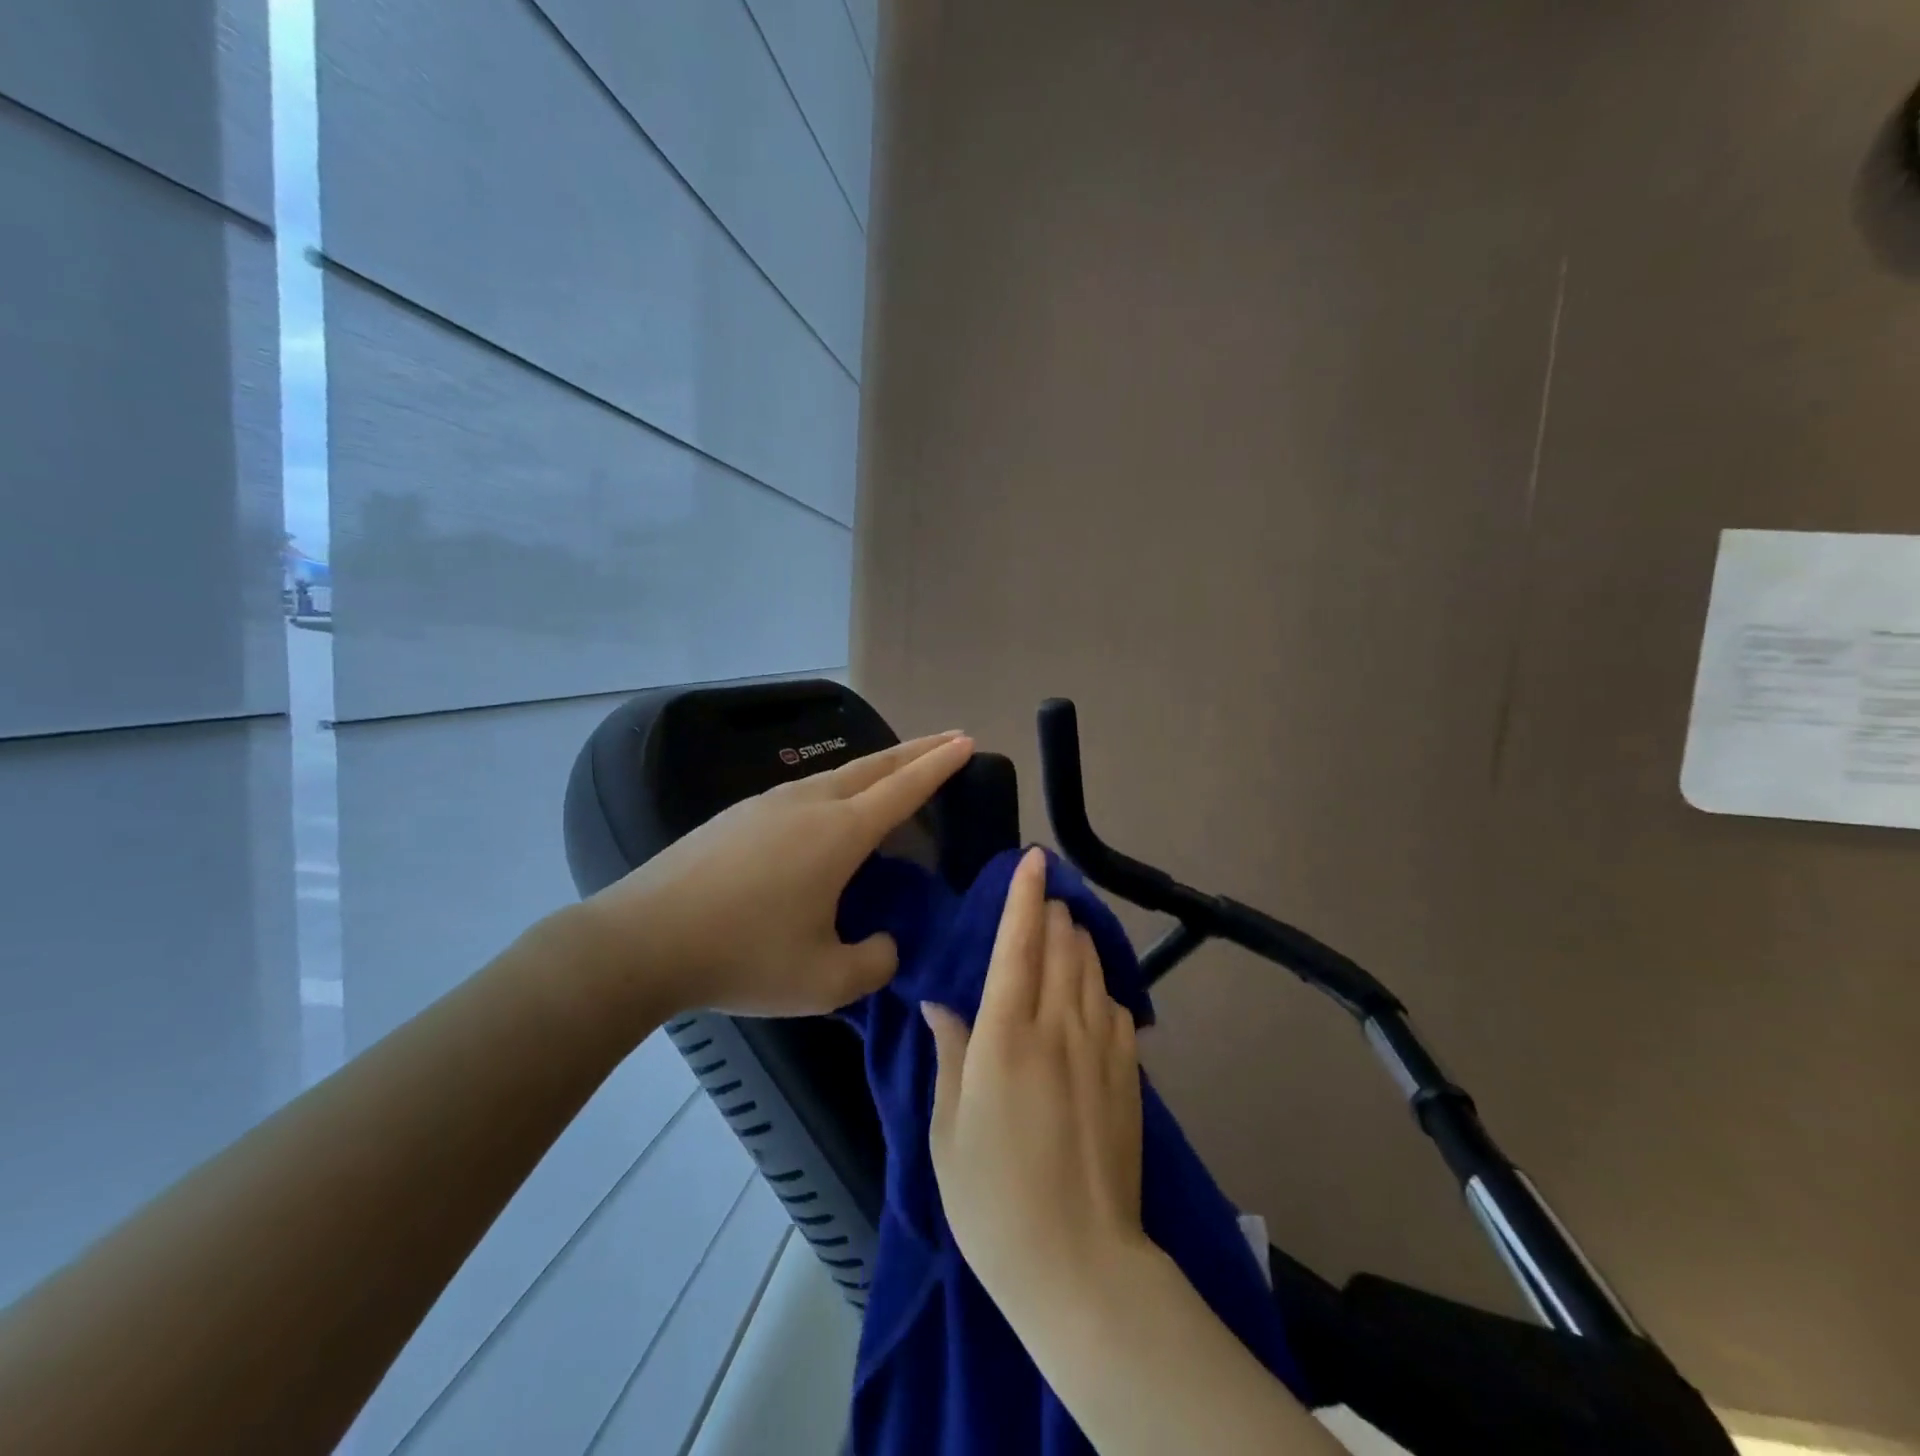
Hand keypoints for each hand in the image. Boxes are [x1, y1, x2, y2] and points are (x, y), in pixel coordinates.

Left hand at [576, 732, 973, 1019]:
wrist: (642, 940)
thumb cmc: (743, 957)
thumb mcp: (824, 981)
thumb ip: (874, 962)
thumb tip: (885, 942)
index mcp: (840, 833)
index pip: (905, 788)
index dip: (940, 765)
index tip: (966, 741)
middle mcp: (810, 804)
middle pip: (876, 765)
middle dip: (917, 750)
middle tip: (948, 739)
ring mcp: (769, 803)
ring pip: (838, 773)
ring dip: (877, 767)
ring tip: (896, 771)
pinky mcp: (739, 814)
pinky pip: (806, 789)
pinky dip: (839, 786)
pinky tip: (830, 807)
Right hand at [924, 847, 1147, 1313]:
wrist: (1080, 1265)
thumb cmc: (993, 1200)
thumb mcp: (948, 1131)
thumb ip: (950, 1055)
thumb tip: (942, 1005)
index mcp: (1007, 1037)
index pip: (1018, 945)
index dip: (1025, 897)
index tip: (1033, 860)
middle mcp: (1059, 1028)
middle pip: (1062, 947)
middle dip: (1053, 911)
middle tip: (1044, 895)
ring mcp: (1102, 1050)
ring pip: (1093, 970)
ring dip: (1078, 940)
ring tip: (1066, 928)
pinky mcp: (1130, 1075)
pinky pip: (1117, 1009)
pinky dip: (1101, 987)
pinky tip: (1092, 994)